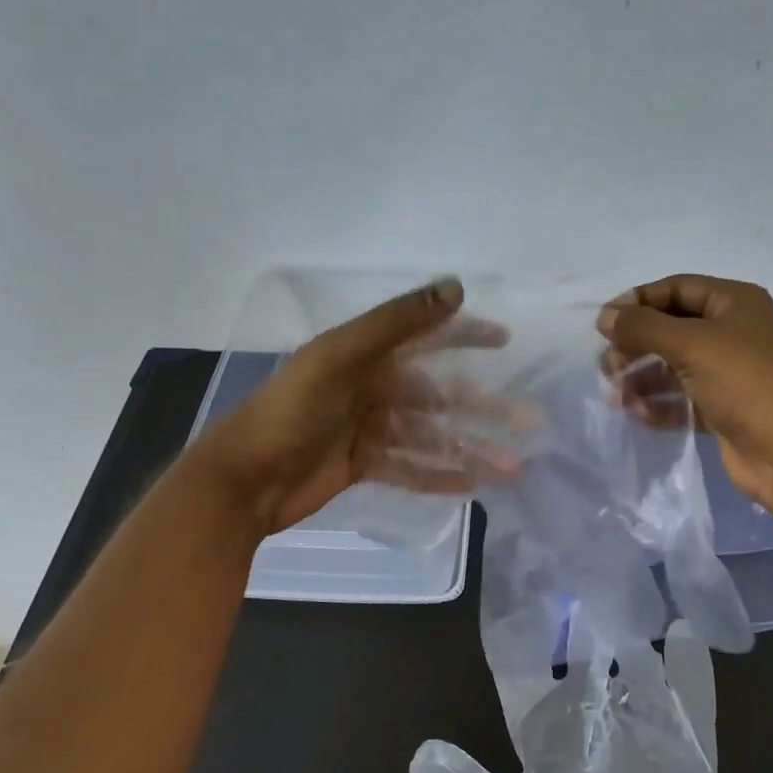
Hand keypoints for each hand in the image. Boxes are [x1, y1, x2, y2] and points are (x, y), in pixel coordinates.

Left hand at [196, 278, 517, 535]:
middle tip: (529, 422)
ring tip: (511, 467)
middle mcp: (371, 387)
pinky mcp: (362, 464)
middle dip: (484, 409)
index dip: (465, 335)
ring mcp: (368, 428)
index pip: (426, 338)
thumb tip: (455, 287)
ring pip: (431, 436)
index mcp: (365, 355)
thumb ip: (395, 323)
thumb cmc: (289, 412)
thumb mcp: (339, 358)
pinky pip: (409, 468)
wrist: (243, 480)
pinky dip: (439, 475)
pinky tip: (473, 485)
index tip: (505, 340)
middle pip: (440, 396)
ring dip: (471, 449)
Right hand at [597, 274, 772, 512]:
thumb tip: (605, 317)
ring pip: (673, 366)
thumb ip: (642, 326)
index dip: (638, 302)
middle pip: (671, 328)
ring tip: (616, 395)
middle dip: (637, 344)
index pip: (676, 289)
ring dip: (642, 378)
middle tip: (607, 365)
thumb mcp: (690, 343)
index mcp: (734, 302)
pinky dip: (658, 405)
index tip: (603, 324)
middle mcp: (732, 332)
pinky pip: (681, 399)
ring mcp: (728, 373)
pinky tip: (637, 414)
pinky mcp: (722, 408)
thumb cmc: (743, 382)